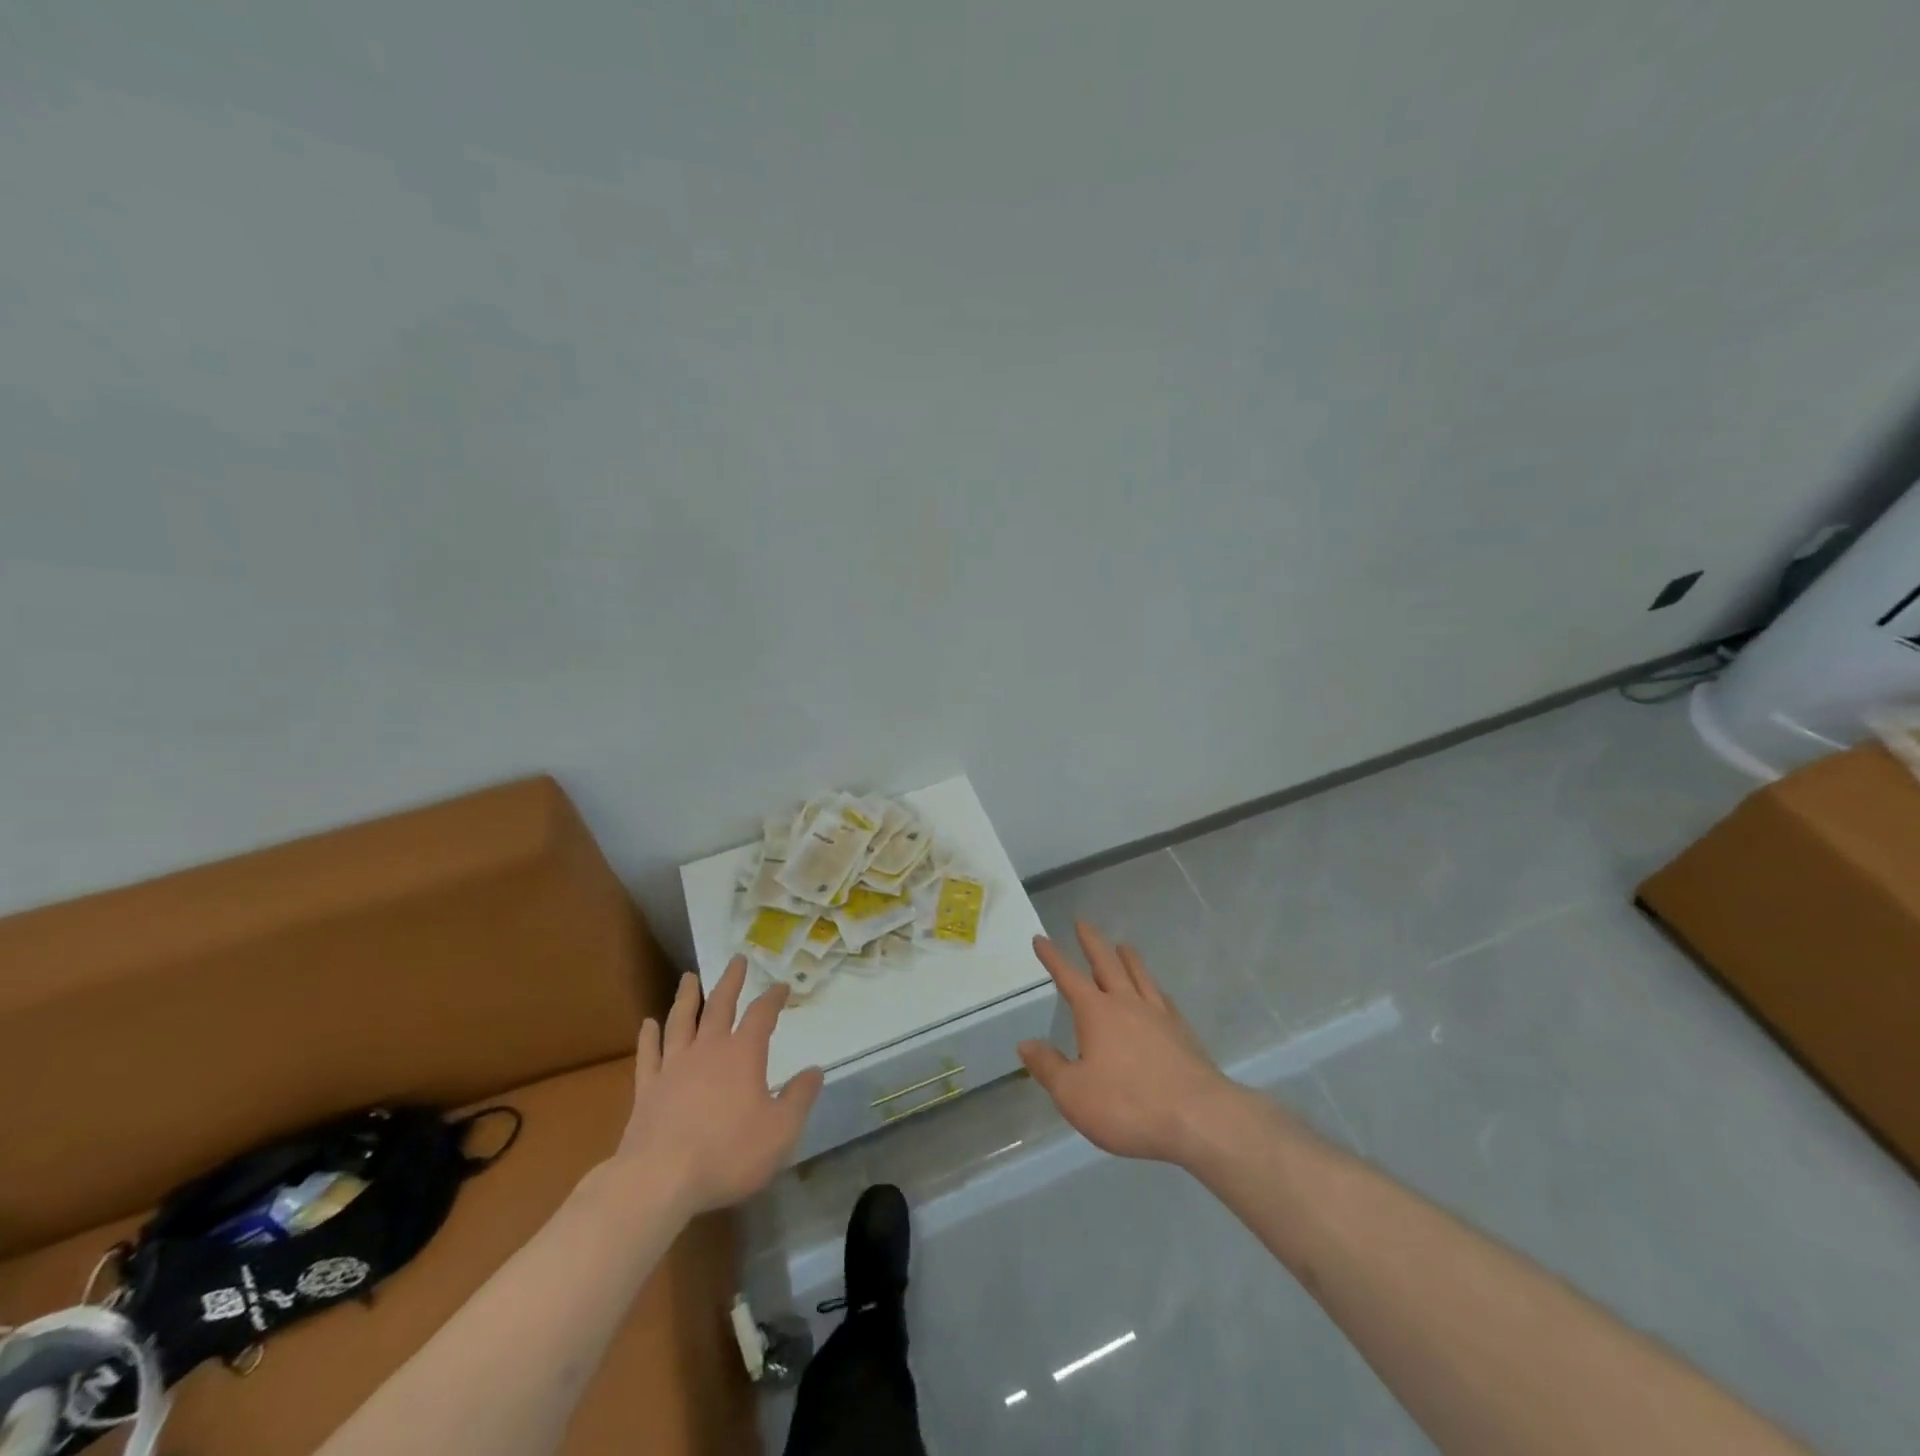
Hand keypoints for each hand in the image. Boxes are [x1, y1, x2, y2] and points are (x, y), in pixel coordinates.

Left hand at [609, 956, 823, 1215]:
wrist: (660, 1180)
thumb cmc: (728, 1154)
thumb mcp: (781, 1131)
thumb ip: (799, 1098)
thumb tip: (815, 1070)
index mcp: (743, 1055)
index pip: (762, 1014)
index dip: (774, 997)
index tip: (782, 986)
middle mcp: (708, 1049)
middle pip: (719, 1005)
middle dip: (731, 981)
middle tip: (736, 959)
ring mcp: (674, 1067)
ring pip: (681, 1020)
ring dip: (687, 997)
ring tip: (689, 978)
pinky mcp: (647, 1089)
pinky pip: (649, 1054)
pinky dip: (649, 1036)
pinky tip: (648, 1023)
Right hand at [1018, 923, 1239, 1165]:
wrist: (1198, 1117)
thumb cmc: (1127, 1105)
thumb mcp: (1073, 1093)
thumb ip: (1048, 1066)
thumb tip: (1025, 1043)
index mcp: (1097, 1013)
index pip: (1068, 977)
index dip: (1052, 957)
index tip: (1040, 938)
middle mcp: (1127, 1004)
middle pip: (1106, 964)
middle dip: (1092, 942)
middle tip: (1082, 922)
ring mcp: (1159, 1015)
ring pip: (1139, 976)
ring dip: (1127, 958)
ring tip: (1123, 945)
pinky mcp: (1183, 1033)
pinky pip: (1164, 999)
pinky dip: (1155, 989)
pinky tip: (1157, 993)